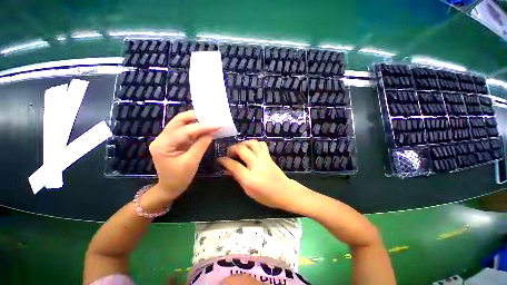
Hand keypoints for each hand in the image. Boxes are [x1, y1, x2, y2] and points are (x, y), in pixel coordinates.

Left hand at [149, 110, 218, 200]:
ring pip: (182, 124)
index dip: (203, 126)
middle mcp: (162, 138)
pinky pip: (185, 130)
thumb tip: (212, 132)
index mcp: (163, 145)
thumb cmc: (179, 178)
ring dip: (196, 120)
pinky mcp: (174, 141)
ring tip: (210, 119)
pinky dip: (196, 128)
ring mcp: (167, 139)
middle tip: (211, 116)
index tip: (218, 124)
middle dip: (195, 116)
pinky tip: (205, 127)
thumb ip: (201, 145)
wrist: (169, 188)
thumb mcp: (192, 162)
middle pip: (179, 121)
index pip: (185, 131)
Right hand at [218, 140, 304, 210]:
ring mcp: (264, 158)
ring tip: (238, 148)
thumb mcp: (248, 191)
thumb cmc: (266, 195)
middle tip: (228, 152)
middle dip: (232, 148)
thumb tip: (228, 169)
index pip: (233, 165)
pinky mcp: (268, 156)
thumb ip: (238, 178)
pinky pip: (261, 144)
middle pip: (241, 149)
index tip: (220, 159)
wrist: (284, 191)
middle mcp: (256, 165)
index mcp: (250, 178)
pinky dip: (253, 143)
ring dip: (242, 143)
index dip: (224, 161)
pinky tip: (250, 148)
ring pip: (251, 143)